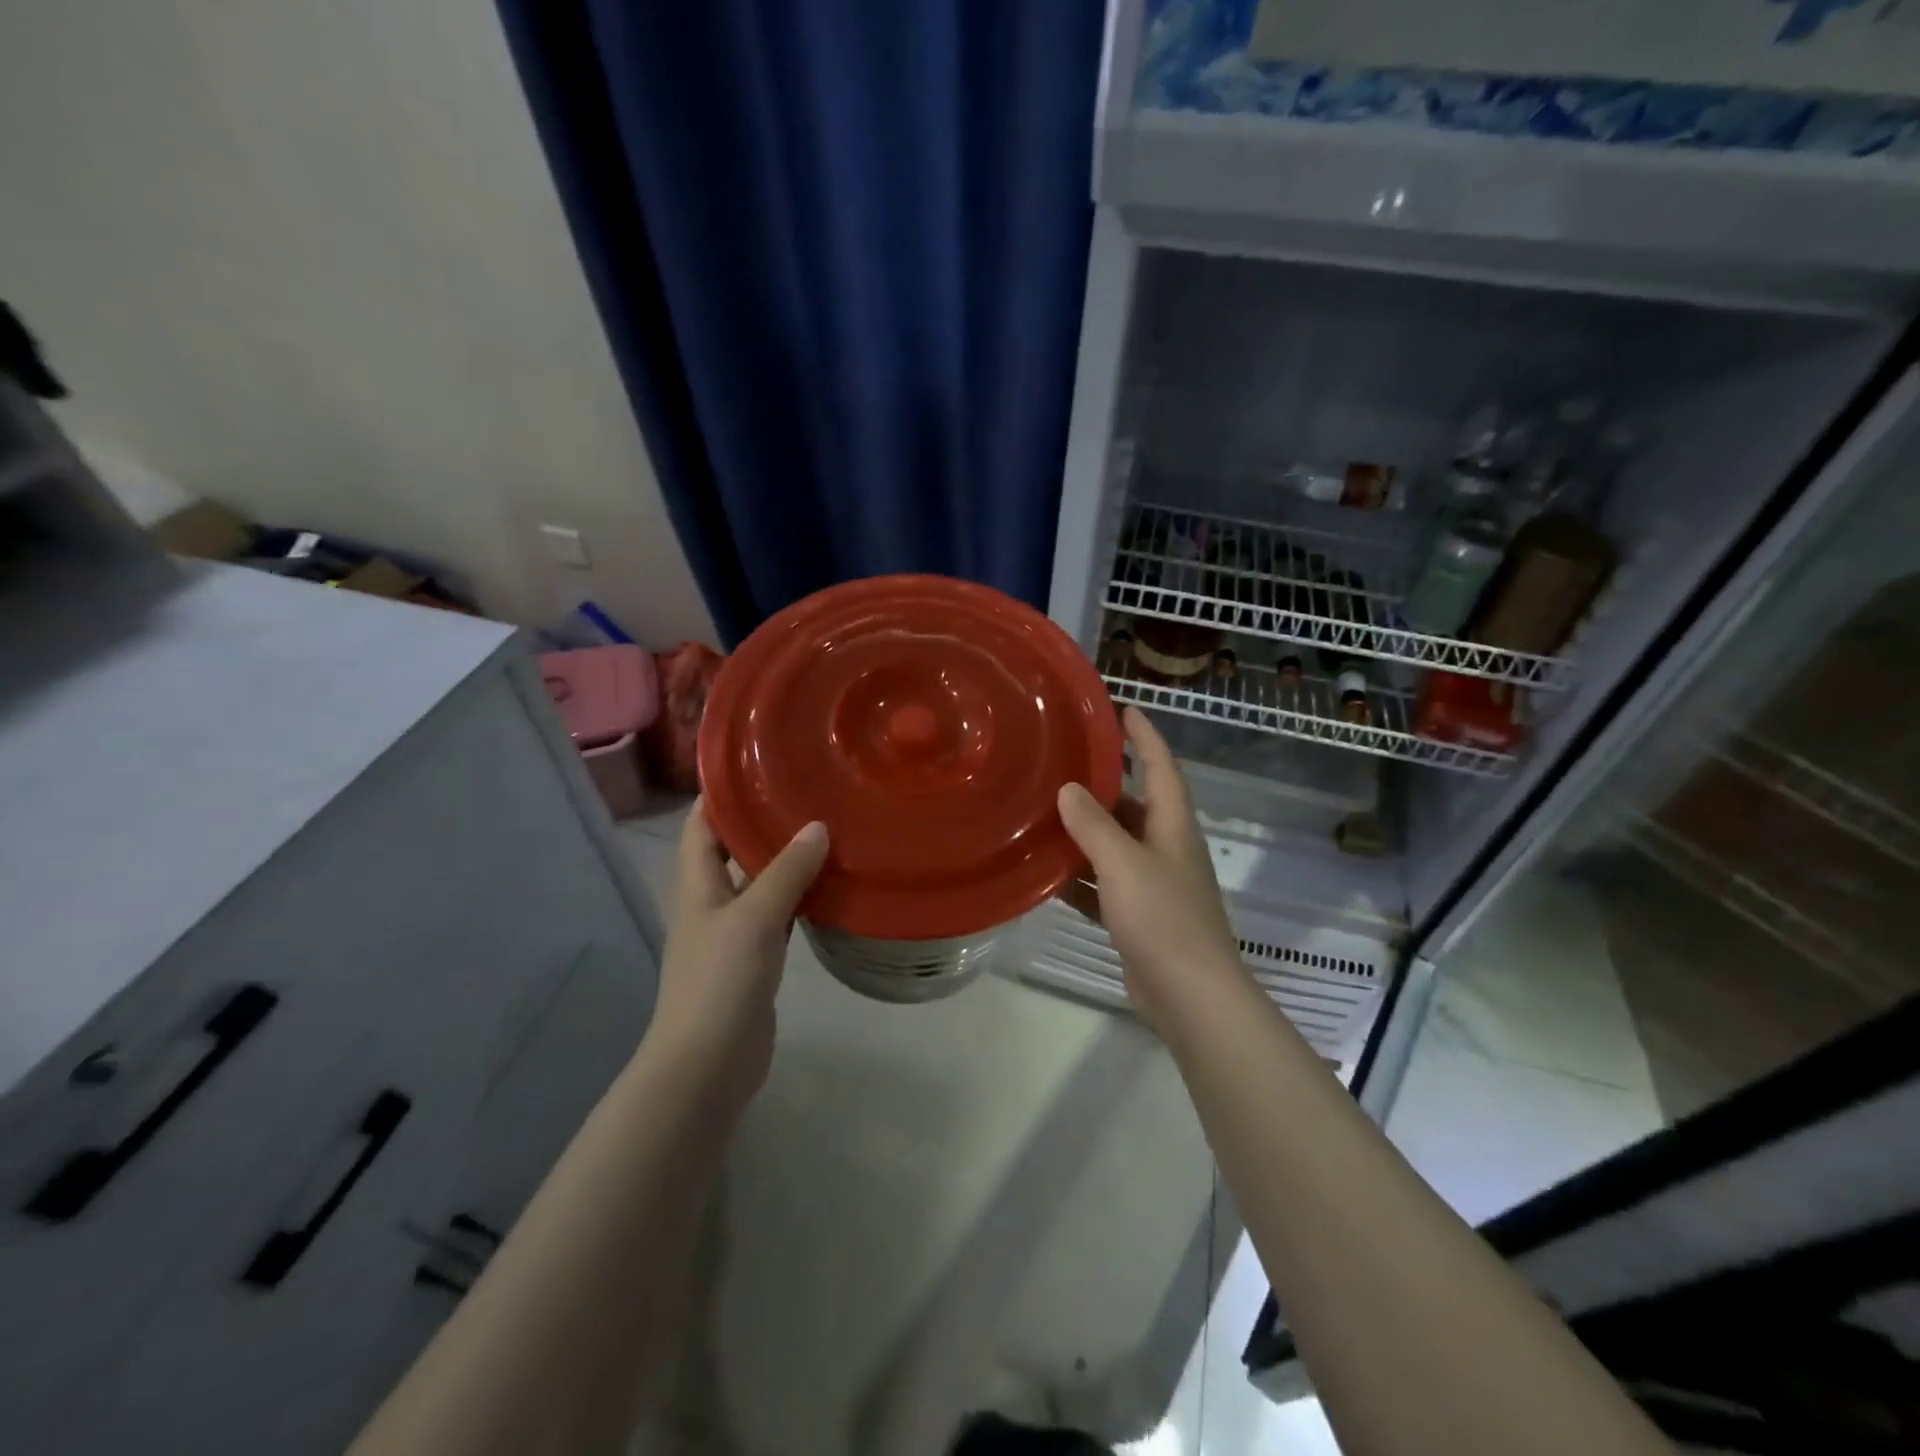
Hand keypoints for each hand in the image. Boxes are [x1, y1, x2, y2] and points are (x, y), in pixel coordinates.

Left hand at [645, 800, 828, 1117]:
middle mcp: (711, 902)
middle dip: (763, 821)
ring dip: (786, 859)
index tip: (757, 763)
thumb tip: (817, 826)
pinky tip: (831, 887)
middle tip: (809, 792)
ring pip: (760, 882)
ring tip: (828, 829)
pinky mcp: (755, 960)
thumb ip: (786, 871)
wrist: (708, 1065)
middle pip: (733, 849)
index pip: (701, 824)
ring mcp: (733, 933)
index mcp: (697, 884)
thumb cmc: (720, 981)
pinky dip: (800, 897)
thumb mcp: (755, 917)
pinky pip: (779, 915)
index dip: (721, 792)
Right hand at [1056, 707, 1246, 1039]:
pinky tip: (1047, 874)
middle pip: (1135, 806)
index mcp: (1172, 827)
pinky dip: (1080, 877)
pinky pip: (1104, 885)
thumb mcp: (1123, 864)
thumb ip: (1094, 825)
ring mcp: (1153, 885)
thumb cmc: (1163, 919)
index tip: (1124, 708)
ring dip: (1085, 833)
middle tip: (1062, 765)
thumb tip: (1069, 789)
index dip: (1146, 736)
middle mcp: (1166, 849)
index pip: (1162, 767)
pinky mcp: (1138, 917)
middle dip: (1105, 785)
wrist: (1190, 996)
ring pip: (1115, 847)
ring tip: (1044, 814)